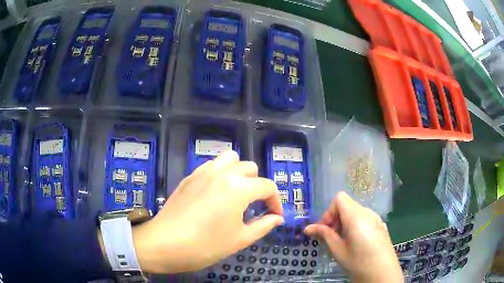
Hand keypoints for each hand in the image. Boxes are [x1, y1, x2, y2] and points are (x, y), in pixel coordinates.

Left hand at [131, 151, 283, 273]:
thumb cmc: (205, 245)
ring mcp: (203, 172)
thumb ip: (263, 225)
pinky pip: (211, 165)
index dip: (275, 201)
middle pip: (250, 168)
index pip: (267, 186)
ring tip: (236, 194)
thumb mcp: (240, 239)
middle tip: (255, 207)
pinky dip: (221, 173)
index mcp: (238, 188)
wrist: (164, 244)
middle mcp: (222, 173)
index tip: (274, 216)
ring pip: (230, 159)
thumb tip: (277, 218)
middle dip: (258, 186)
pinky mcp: (190, 176)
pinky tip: (216, 192)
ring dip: (239, 173)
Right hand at [304, 192, 402, 282]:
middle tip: (330, 238)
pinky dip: (354, 225)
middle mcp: (367, 212)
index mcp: (356, 216)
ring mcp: (376, 218)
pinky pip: (364, 218)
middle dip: (335, 219)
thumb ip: (325, 235)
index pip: (339, 199)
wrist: (383, 272)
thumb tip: (308, 228)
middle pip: (347, 205)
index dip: (329, 212)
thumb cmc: (359, 262)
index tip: (325, 229)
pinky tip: (355, 243)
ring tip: (342, 242)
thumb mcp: (338, 250)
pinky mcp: (380, 225)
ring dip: (344, 223)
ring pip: (355, 212)